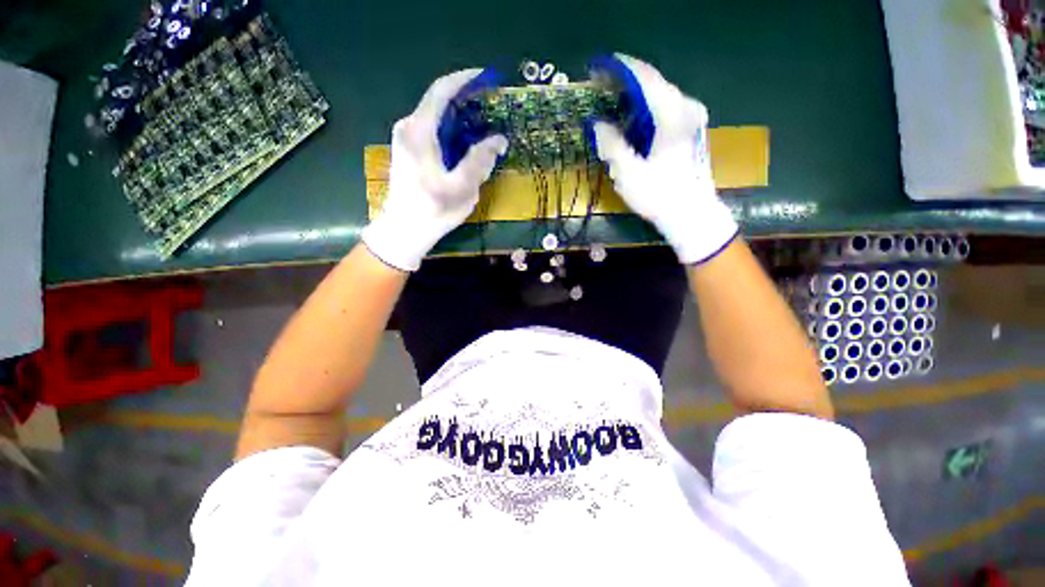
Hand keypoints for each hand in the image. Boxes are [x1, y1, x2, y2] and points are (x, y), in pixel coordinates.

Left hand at [362, 69, 507, 271]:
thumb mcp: (462, 188)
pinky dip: (452, 131)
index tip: (486, 78)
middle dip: (466, 101)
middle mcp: (409, 127)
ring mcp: (406, 138)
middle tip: (492, 108)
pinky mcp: (408, 150)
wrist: (405, 230)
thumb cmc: (433, 210)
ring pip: (437, 117)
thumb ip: (480, 160)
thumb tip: (499, 139)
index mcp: (419, 131)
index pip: (441, 91)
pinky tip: (467, 143)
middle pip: (439, 102)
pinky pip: (433, 130)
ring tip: (484, 126)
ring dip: (461, 118)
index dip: (464, 80)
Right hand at [592, 53, 737, 264]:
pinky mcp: (689, 129)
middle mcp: (685, 107)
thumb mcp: (627, 172)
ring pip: (657, 96)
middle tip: (600, 91)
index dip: (619, 69)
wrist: (690, 214)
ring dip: (633, 99)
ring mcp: (691, 117)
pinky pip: (663, 109)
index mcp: (671, 113)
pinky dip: (644, 111)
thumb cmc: (659, 195)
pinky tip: (630, 122)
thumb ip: (611, 144)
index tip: (597, 70)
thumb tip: (598, 124)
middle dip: (624, 84)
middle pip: (651, 83)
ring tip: (610, 106)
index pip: (644, 76)